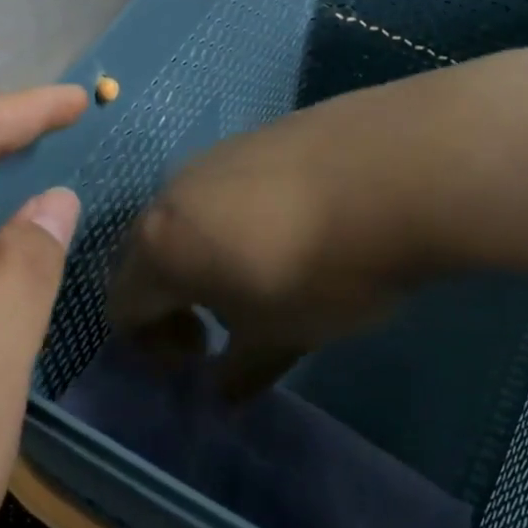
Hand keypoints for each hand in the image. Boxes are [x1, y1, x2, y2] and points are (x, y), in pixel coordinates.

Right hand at [108, 42, 527, 397]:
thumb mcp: (282, 336)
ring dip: (205, 254)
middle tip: (220, 324)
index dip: (150, 344)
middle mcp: (174, 193)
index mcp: (160, 247)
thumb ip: (242, 370)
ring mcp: (217, 154)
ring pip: (189, 215)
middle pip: (147, 254)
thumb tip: (222, 395)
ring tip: (262, 273)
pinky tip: (295, 228)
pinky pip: (228, 186)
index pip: (123, 306)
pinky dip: (238, 218)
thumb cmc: (325, 271)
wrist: (404, 169)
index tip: (198, 357)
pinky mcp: (261, 131)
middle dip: (172, 298)